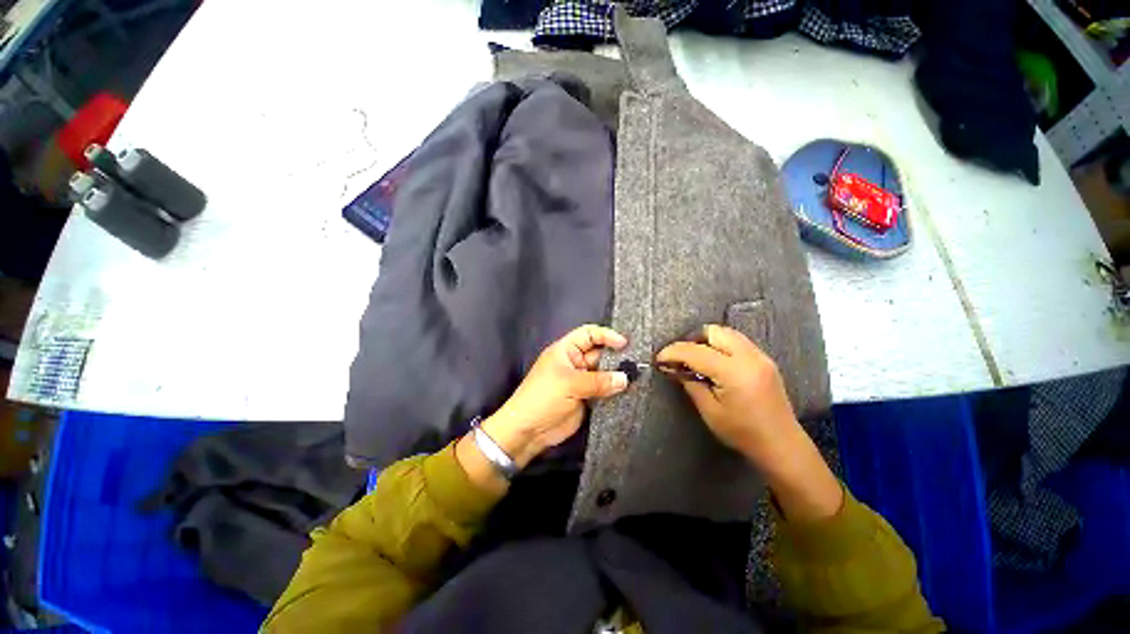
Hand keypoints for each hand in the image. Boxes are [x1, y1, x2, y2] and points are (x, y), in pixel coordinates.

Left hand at [480, 325, 629, 467]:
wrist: (528, 431)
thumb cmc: (543, 398)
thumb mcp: (569, 384)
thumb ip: (599, 381)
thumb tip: (625, 378)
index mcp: (565, 350)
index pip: (588, 334)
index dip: (606, 335)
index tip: (624, 344)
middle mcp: (575, 362)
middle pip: (599, 353)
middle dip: (616, 356)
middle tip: (637, 362)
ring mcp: (581, 381)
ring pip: (604, 373)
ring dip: (617, 375)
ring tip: (638, 377)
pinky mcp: (586, 398)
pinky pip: (604, 390)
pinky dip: (615, 391)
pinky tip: (629, 392)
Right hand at [656, 325, 842, 521]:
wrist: (782, 444)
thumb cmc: (742, 433)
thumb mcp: (710, 412)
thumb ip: (691, 385)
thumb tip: (674, 369)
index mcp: (733, 372)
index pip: (695, 351)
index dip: (673, 352)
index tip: (659, 359)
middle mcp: (748, 357)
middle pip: (712, 331)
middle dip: (691, 340)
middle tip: (679, 357)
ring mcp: (760, 356)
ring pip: (726, 332)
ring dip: (706, 340)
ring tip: (694, 358)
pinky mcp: (764, 359)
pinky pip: (736, 341)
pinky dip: (720, 345)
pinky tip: (713, 361)